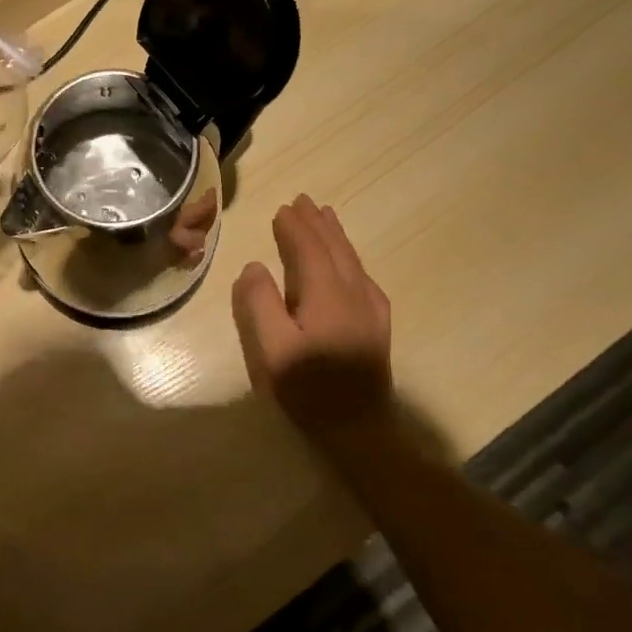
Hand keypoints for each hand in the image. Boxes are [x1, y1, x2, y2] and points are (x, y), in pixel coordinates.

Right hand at [231, 195, 394, 441]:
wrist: (361, 430)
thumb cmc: (309, 390)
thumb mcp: (272, 351)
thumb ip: (259, 304)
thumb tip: (255, 266)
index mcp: (326, 295)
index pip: (309, 250)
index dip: (295, 228)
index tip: (282, 209)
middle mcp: (353, 293)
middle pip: (335, 248)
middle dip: (317, 224)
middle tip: (303, 201)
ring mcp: (370, 309)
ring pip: (352, 260)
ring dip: (336, 235)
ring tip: (325, 216)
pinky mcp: (377, 325)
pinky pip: (362, 275)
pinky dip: (349, 256)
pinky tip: (347, 261)